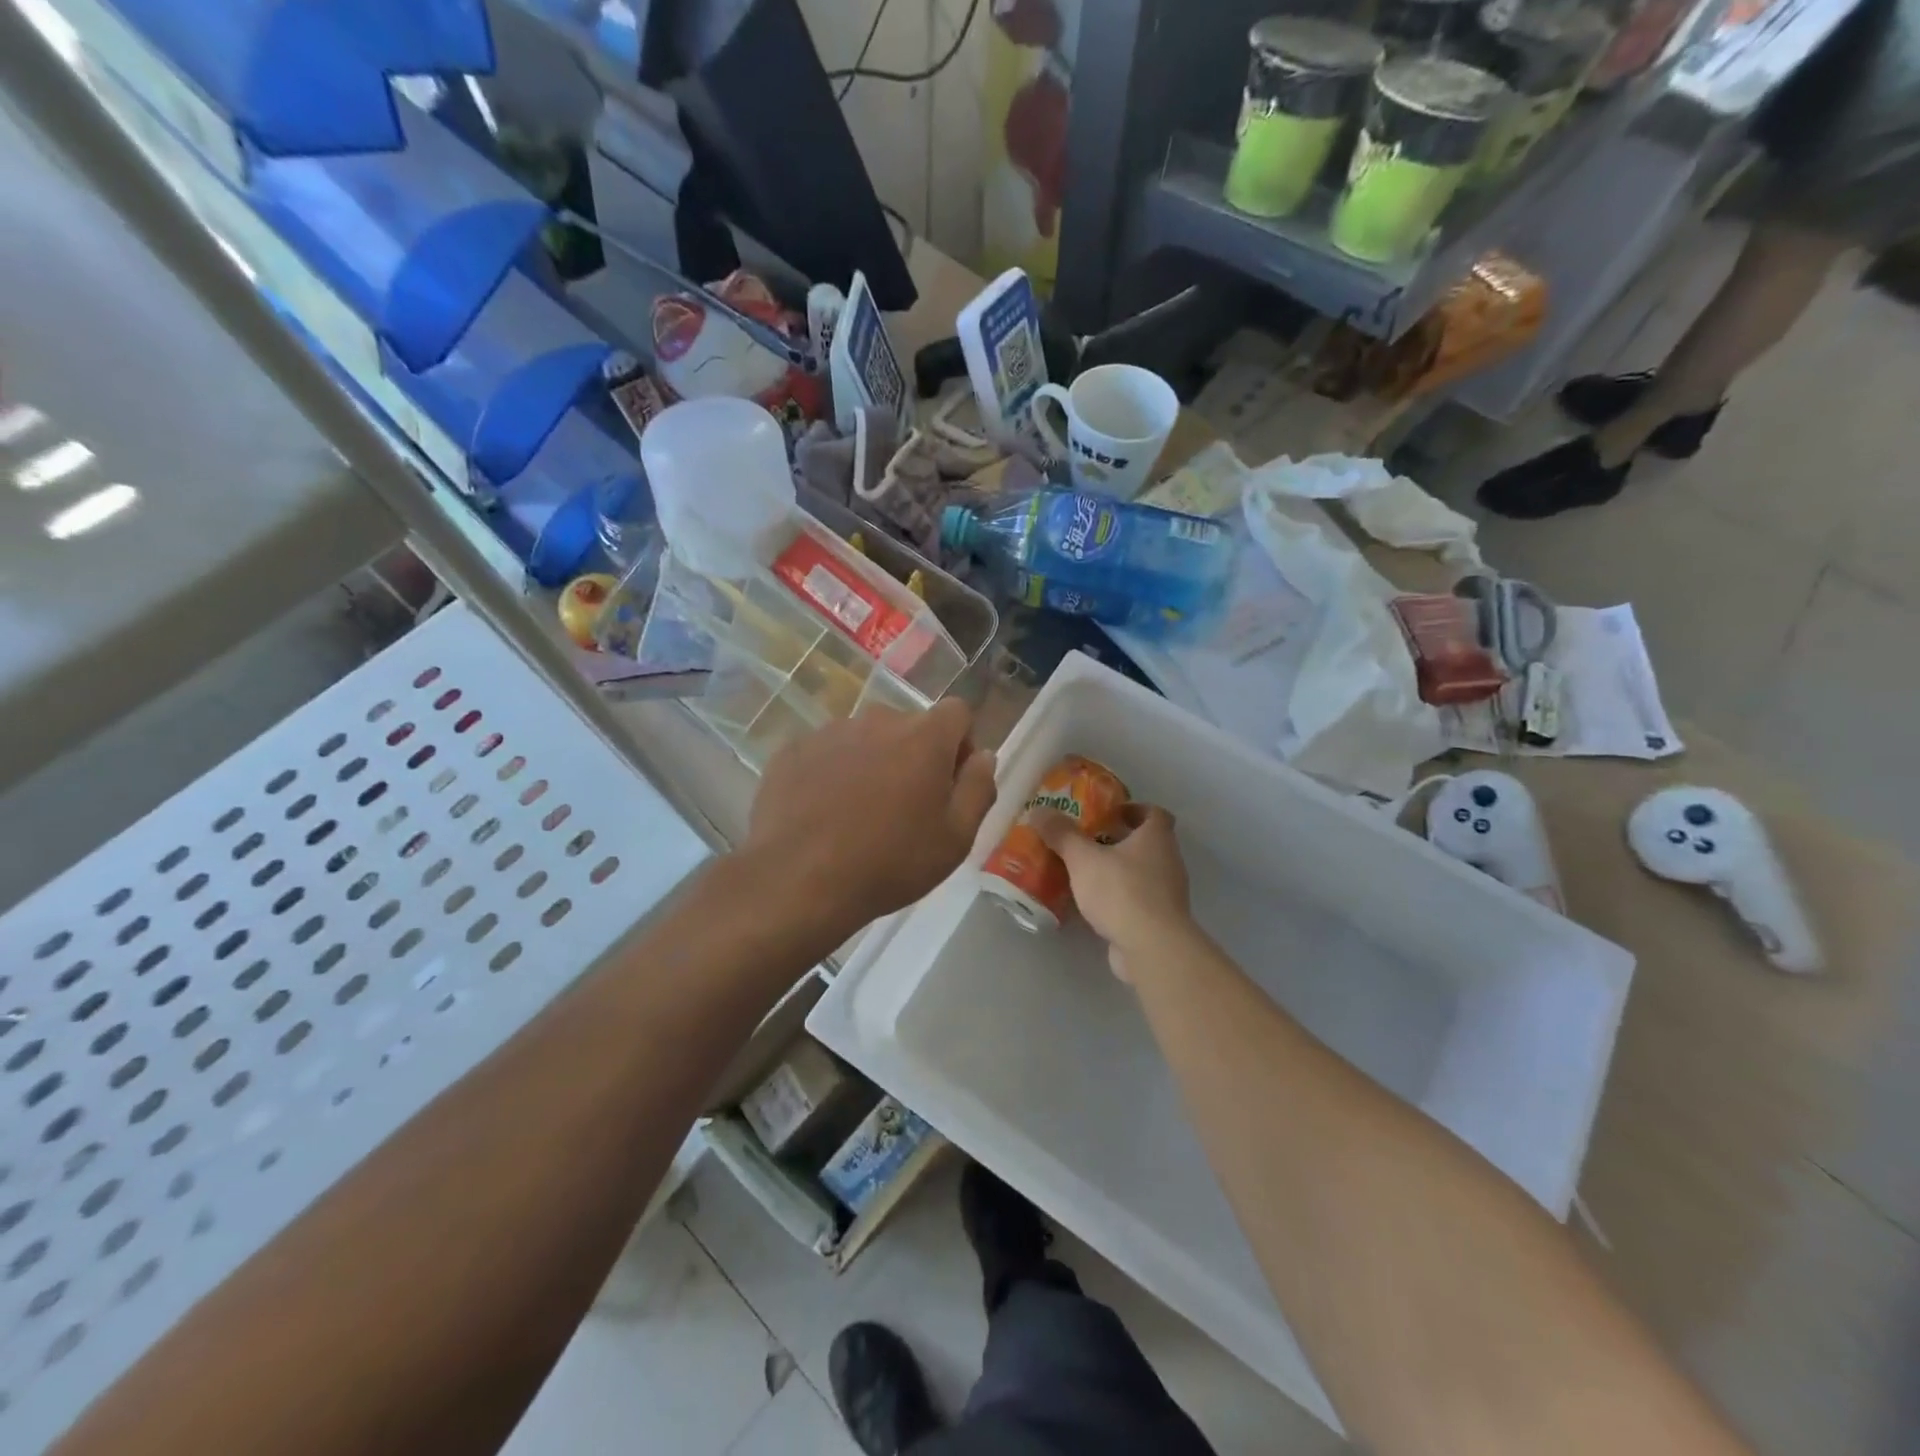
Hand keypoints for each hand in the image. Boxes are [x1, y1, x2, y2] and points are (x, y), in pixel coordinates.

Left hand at [743, 700, 997, 940]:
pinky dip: (831, 773)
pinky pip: (826, 753)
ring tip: (859, 813)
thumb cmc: (890, 862)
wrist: (800, 880)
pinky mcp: (793, 750)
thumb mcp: (956, 838)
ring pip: (865, 738)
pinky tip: (823, 813)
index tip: (950, 783)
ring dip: (871, 763)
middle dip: (914, 756)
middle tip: (905, 807)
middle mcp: (878, 720)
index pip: (957, 713)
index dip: (961, 744)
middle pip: (909, 726)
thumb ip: (979, 788)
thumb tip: (983, 756)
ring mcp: (830, 732)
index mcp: (925, 736)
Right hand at [1034, 804, 1191, 980]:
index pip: (1154, 813)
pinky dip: (1118, 898)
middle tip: (1086, 841)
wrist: (1152, 947)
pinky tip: (1091, 904)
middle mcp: (1168, 862)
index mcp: (1157, 838)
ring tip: (1083, 872)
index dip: (1133, 809)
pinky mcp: (1159, 921)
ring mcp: (1167, 894)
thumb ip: (1062, 834)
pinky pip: (1137, 900)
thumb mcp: (1084, 859)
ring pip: (1141, 872)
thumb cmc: (1122, 891)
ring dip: (1117, 870)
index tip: (1109, 814)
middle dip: (1118, 840)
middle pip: (1146, 843)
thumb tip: (1039, 810)